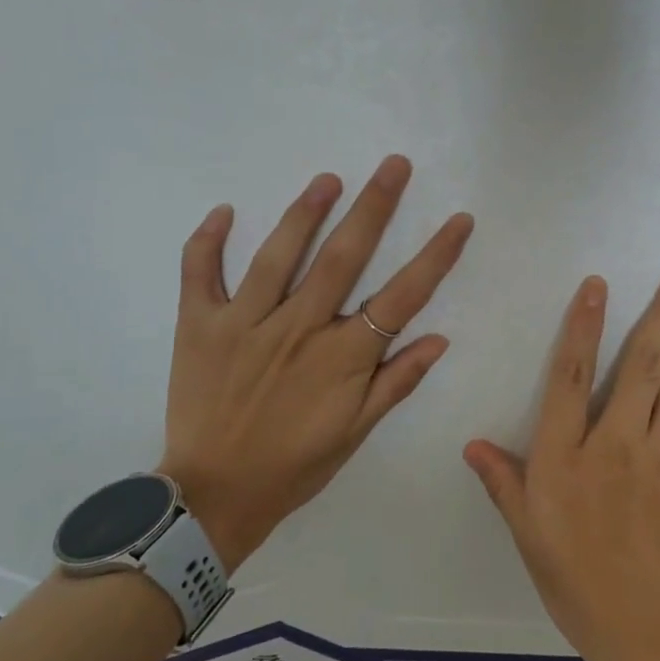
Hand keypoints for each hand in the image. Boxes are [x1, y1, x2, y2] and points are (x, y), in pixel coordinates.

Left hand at [161, 156, 473, 571]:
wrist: (215, 496)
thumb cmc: (295, 465)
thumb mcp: (356, 432)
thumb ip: (396, 382)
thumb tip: (440, 338)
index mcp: (343, 357)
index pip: (401, 296)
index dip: (435, 256)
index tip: (459, 220)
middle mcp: (299, 329)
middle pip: (344, 258)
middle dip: (374, 206)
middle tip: (395, 164)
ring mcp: (246, 324)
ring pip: (279, 255)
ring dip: (306, 212)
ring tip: (329, 178)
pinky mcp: (200, 327)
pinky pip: (200, 275)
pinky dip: (208, 242)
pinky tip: (223, 211)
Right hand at [463, 256, 659, 660]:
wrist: (650, 630)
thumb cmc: (577, 582)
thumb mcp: (527, 534)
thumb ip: (503, 482)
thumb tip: (472, 443)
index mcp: (565, 457)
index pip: (572, 376)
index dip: (583, 325)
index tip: (598, 283)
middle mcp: (616, 443)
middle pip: (645, 364)